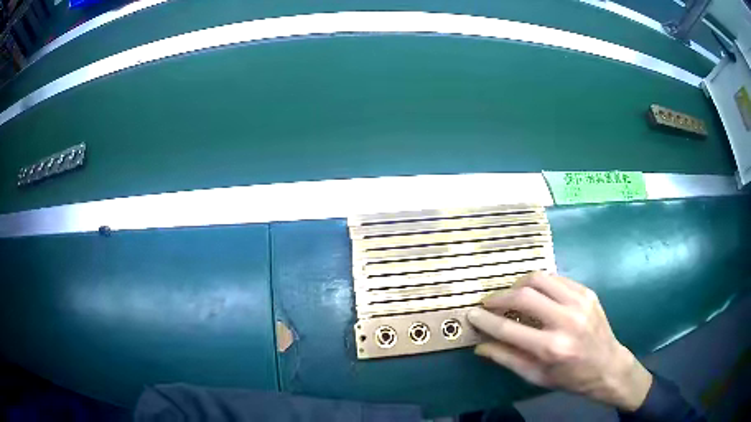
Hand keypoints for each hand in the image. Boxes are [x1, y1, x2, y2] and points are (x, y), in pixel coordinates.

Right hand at [467, 272, 651, 410]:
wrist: (607, 366)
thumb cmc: (570, 377)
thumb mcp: (536, 376)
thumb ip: (507, 359)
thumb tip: (480, 345)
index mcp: (551, 348)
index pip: (509, 329)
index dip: (486, 320)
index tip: (471, 313)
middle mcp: (566, 320)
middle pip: (524, 295)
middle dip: (500, 297)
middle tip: (489, 303)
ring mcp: (579, 301)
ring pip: (540, 278)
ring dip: (519, 285)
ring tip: (511, 296)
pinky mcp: (587, 292)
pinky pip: (557, 279)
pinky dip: (540, 284)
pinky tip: (535, 294)